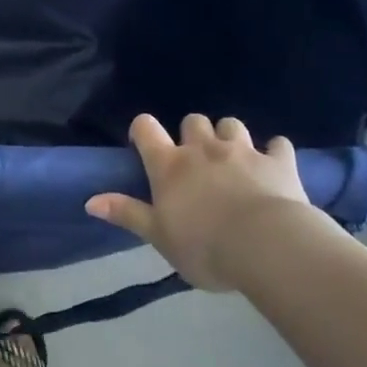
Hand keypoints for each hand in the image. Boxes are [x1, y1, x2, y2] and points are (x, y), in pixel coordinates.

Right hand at [86, 114, 324, 289]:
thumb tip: (89, 201)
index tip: (144, 144)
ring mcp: (242, 151)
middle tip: (195, 159)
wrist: (267, 246)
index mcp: (169, 165)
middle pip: (193, 121)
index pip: (146, 128)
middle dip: (192, 133)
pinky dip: (274, 151)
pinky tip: (274, 165)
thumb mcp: (158, 236)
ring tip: (232, 158)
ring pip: (231, 124)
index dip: (142, 130)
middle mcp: (203, 149)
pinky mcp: (278, 162)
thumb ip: (127, 214)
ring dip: (229, 136)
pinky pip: (278, 144)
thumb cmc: (204, 245)